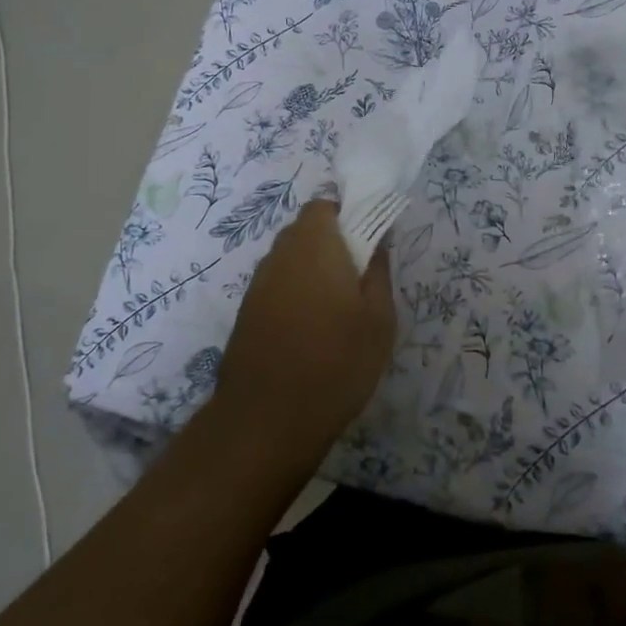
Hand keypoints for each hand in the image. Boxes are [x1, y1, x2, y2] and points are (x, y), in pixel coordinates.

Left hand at [210, 199, 395, 465]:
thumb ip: (378, 270)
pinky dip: (295, 291)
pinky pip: (277, 283)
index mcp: (314, 245)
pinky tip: (311, 327)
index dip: (347, 215)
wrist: (267, 420)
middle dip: (332, 241)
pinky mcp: (247, 311)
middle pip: (305, 229)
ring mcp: (258, 283)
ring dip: (312, 267)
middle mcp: (280, 254)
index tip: (368, 241)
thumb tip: (377, 238)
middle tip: (358, 276)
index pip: (324, 206)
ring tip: (336, 306)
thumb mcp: (378, 318)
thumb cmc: (336, 362)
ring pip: (289, 257)